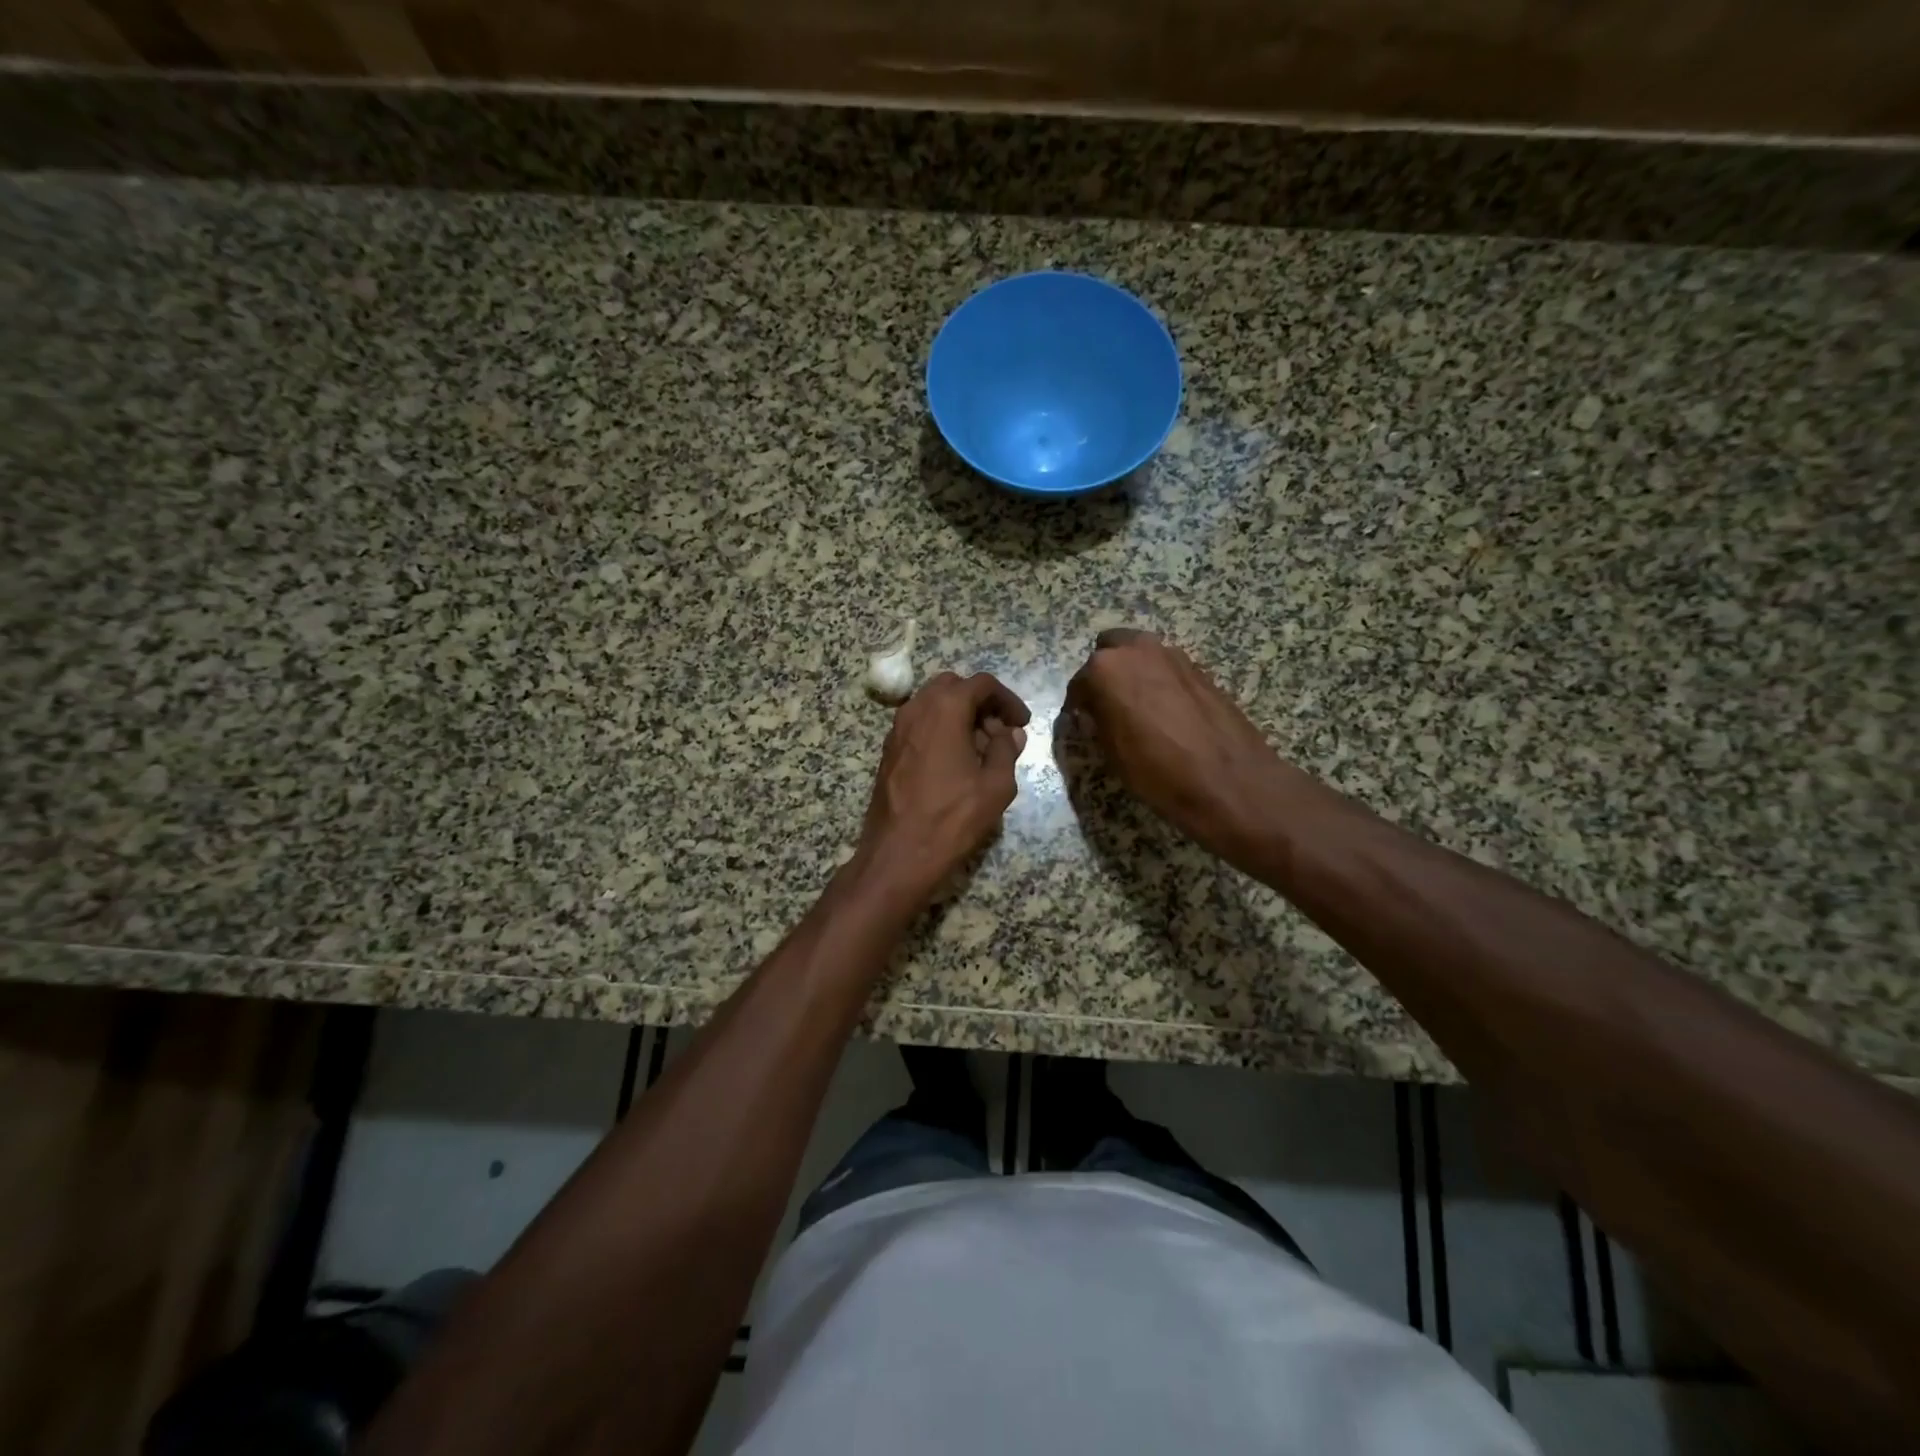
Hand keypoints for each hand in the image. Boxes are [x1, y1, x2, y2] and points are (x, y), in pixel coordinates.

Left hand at [856, 671, 1031, 902]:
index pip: (982, 684)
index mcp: (945, 709)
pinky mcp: (889, 750)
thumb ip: (1006, 750)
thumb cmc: (952, 818)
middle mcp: (916, 709)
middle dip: (980, 703)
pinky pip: (919, 725)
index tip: (1022, 723)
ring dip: (959, 716)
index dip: (1007, 699)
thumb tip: (1010, 733)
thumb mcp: (995, 785)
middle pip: (954, 687)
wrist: (897, 854)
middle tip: (1000, 733)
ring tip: (981, 750)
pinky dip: (940, 730)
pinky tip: (956, 763)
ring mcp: (897, 729)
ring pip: (933, 705)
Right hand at [1063, 629, 1288, 868]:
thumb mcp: (1112, 753)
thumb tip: (1097, 711)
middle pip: (1110, 649)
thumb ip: (1099, 721)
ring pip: (1141, 654)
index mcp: (1106, 669)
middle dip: (1105, 673)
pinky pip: (1167, 668)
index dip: (1078, 705)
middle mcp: (1138, 650)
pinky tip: (1166, 713)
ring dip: (1134, 674)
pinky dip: (1160, 682)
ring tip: (1138, 710)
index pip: (1079, 683)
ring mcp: (1173, 655)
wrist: (1230, 782)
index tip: (1081, 723)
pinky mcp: (1200, 668)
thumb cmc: (1159, 772)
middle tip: (1108, 707)